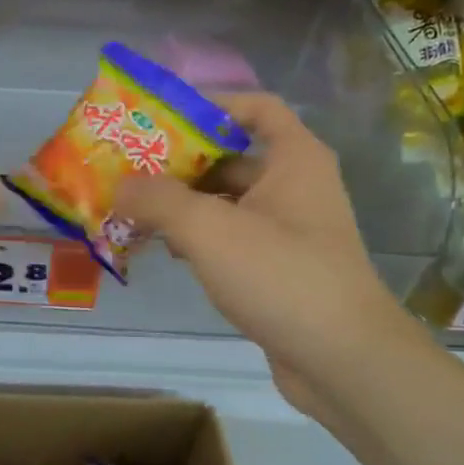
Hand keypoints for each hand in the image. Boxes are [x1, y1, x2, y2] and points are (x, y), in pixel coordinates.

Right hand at [116, 92, 406, 411]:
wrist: (343, 361)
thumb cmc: (281, 275)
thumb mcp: (210, 229)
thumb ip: (159, 200)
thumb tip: (120, 185)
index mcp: (294, 159)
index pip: (256, 107)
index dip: (212, 103)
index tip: (164, 116)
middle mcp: (296, 187)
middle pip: (233, 157)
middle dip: (182, 162)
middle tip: (131, 167)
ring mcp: (290, 231)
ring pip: (228, 202)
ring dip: (185, 204)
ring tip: (135, 209)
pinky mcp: (280, 269)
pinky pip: (232, 238)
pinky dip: (200, 238)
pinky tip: (166, 250)